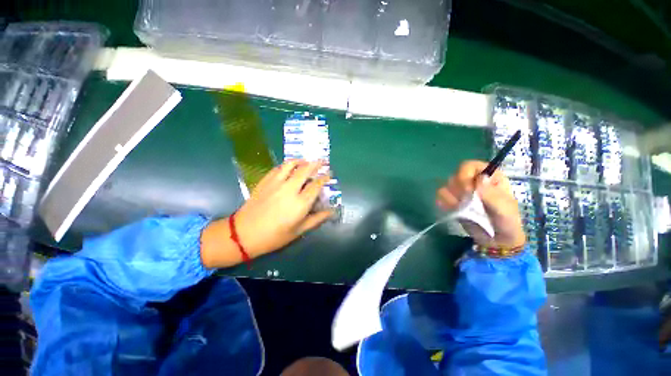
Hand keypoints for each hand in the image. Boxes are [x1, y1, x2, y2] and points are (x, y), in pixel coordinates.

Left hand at [201, 160, 331, 267]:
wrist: (244, 234)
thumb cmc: (274, 236)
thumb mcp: (299, 230)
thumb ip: (317, 219)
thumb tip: (332, 212)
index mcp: (300, 203)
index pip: (316, 185)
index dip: (324, 178)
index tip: (329, 174)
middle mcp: (289, 189)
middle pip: (305, 170)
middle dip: (316, 164)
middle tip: (322, 161)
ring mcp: (276, 183)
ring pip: (290, 165)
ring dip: (301, 161)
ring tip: (306, 161)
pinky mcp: (265, 181)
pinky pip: (278, 168)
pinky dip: (286, 165)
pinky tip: (289, 167)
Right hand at [435, 160, 525, 248]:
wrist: (496, 240)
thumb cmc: (506, 222)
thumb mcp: (504, 209)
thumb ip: (492, 194)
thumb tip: (480, 178)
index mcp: (489, 177)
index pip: (469, 166)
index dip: (464, 175)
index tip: (468, 190)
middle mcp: (473, 181)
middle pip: (454, 175)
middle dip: (458, 190)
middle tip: (466, 202)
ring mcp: (461, 191)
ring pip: (446, 186)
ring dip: (451, 198)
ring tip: (461, 208)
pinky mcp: (453, 201)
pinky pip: (440, 196)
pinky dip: (444, 203)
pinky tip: (453, 210)